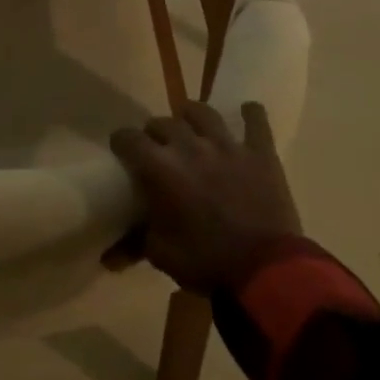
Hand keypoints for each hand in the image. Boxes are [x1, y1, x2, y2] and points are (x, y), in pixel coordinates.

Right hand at [109, 100, 301, 294]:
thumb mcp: (163, 255)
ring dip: (191, 116)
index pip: (128, 139)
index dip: (121, 142)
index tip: (121, 151)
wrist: (267, 271)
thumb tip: (112, 253)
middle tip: (158, 148)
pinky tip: (248, 109)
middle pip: (163, 123)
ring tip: (191, 124)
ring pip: (202, 112)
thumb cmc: (208, 263)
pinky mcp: (258, 153)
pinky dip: (251, 114)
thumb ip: (137, 241)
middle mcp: (189, 146)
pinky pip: (256, 123)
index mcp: (161, 167)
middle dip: (155, 133)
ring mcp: (227, 145)